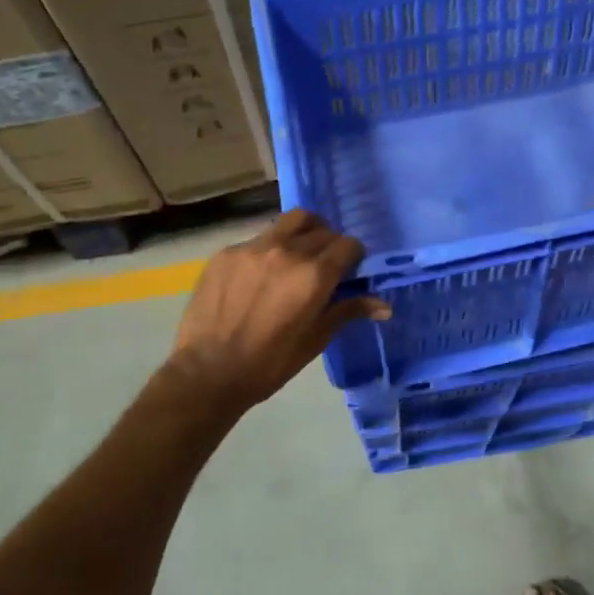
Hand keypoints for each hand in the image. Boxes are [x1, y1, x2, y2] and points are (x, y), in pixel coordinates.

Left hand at [166, 209, 388, 415]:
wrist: (208, 372)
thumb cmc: (269, 363)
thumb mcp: (315, 340)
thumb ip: (349, 311)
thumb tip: (386, 307)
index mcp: (314, 275)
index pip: (348, 244)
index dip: (353, 256)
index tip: (348, 271)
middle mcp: (287, 251)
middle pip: (322, 230)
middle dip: (330, 245)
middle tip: (323, 267)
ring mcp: (253, 247)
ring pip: (291, 222)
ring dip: (303, 233)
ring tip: (296, 256)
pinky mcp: (227, 252)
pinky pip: (258, 239)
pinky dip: (269, 249)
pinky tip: (259, 276)